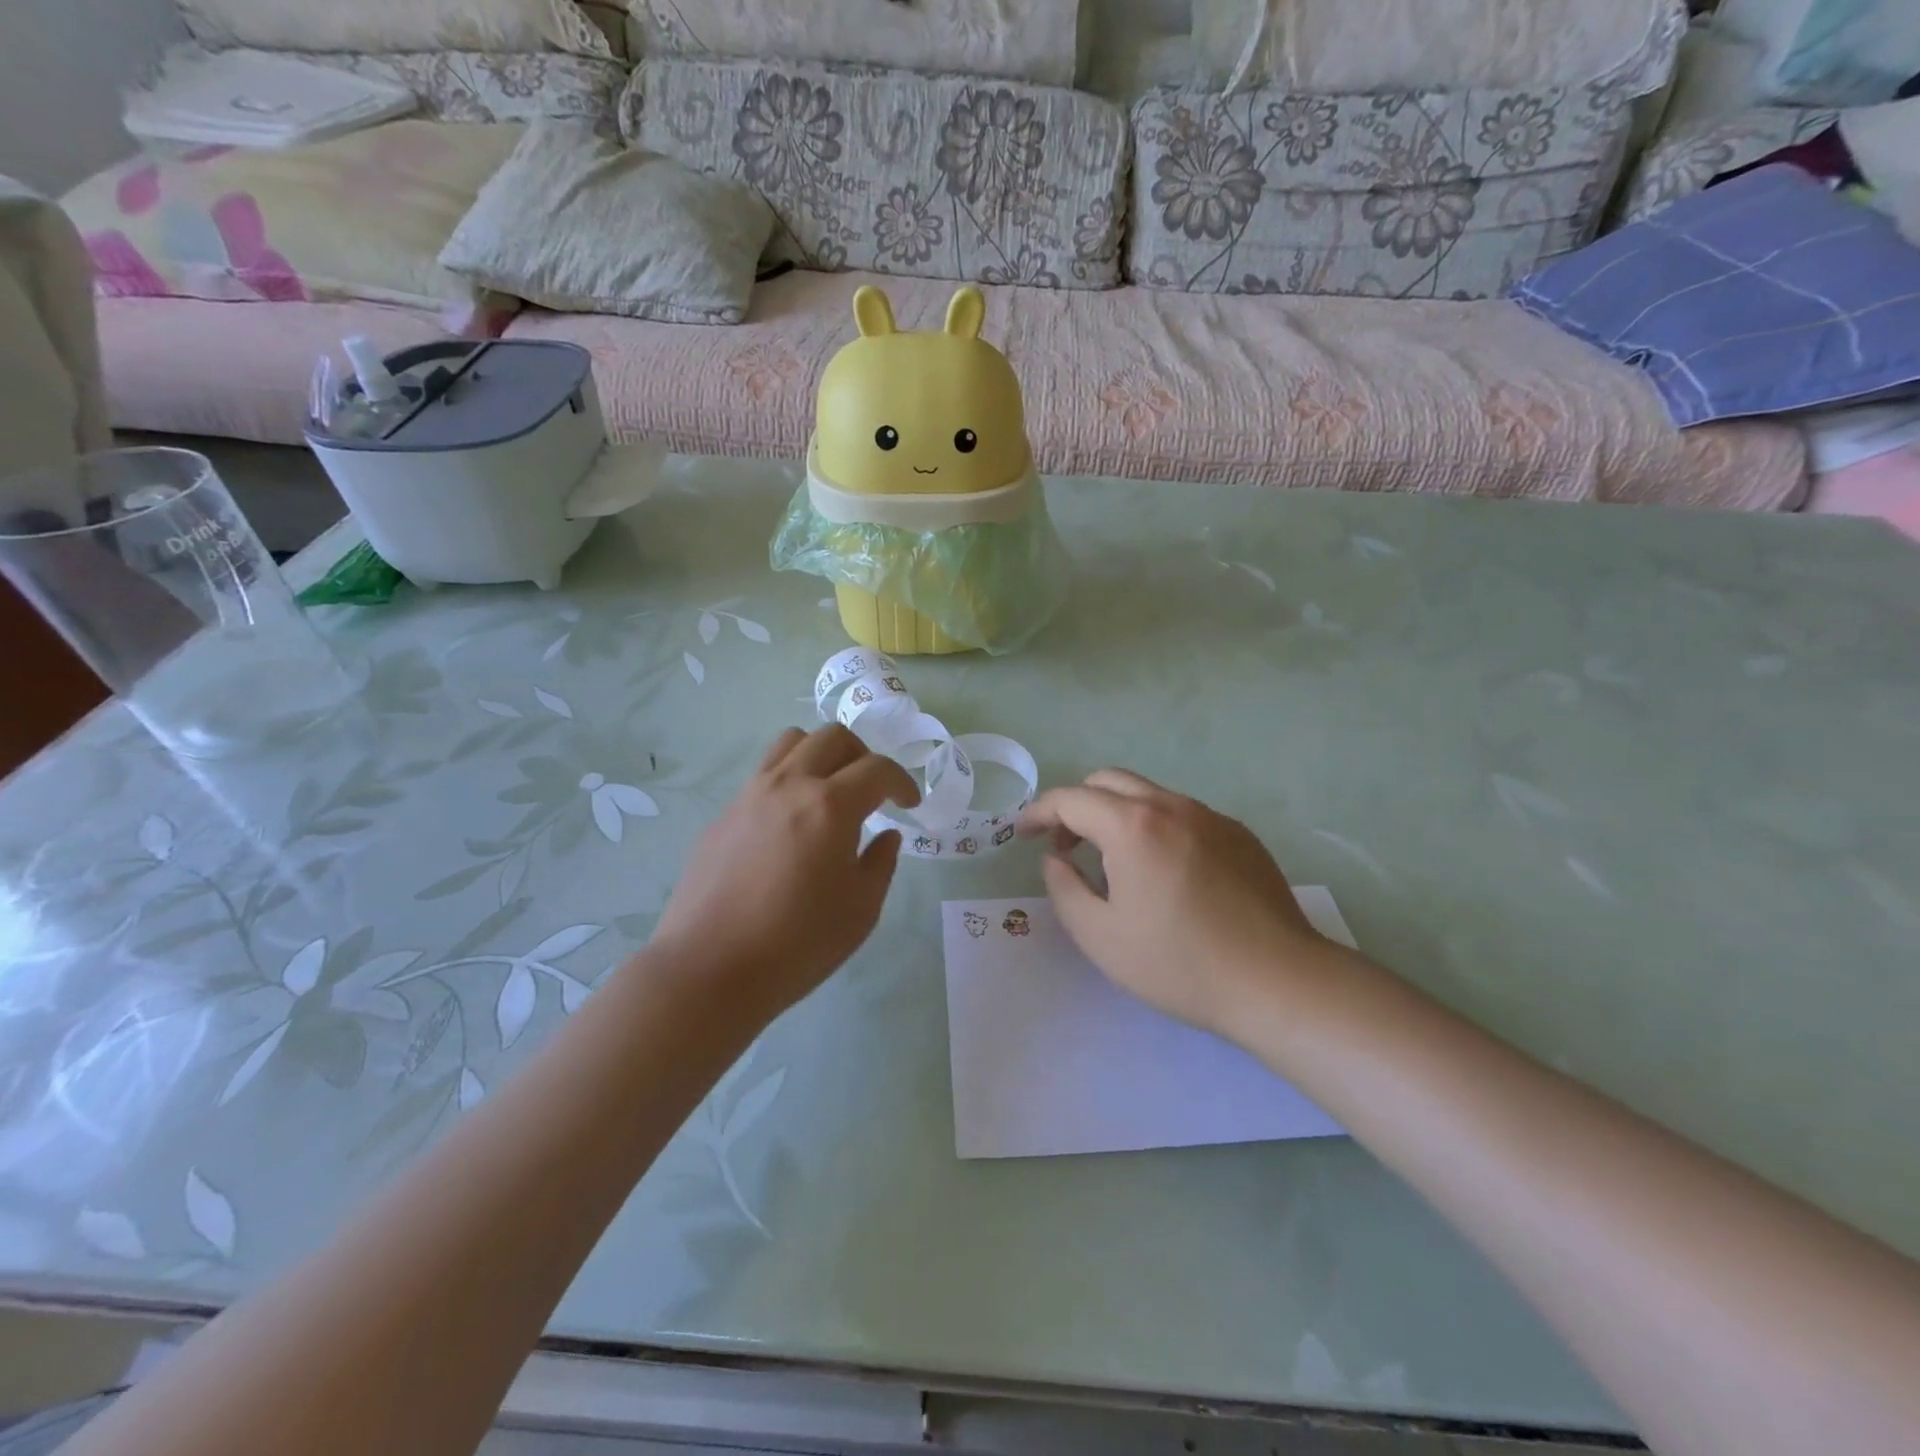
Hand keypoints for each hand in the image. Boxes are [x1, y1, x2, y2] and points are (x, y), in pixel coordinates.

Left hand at [653, 725, 919, 1017]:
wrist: (709, 968)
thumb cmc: (797, 944)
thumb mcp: (861, 910)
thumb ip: (881, 863)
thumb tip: (886, 835)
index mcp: (830, 806)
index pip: (877, 769)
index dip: (902, 782)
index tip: (909, 805)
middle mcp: (789, 785)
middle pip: (833, 737)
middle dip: (863, 756)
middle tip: (872, 791)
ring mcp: (750, 795)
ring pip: (791, 743)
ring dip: (821, 755)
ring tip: (830, 791)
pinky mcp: (723, 814)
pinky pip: (763, 775)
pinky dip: (789, 781)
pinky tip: (790, 825)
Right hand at [1019, 770, 1327, 1040]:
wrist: (1277, 981)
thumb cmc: (1179, 964)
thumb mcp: (1100, 936)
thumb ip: (1064, 888)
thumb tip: (1057, 859)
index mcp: (1133, 826)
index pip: (1071, 799)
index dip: (1039, 812)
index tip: (1023, 834)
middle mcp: (1171, 806)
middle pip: (1108, 781)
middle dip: (1076, 805)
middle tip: (1065, 846)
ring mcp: (1210, 816)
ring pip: (1147, 794)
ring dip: (1116, 814)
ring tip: (1112, 863)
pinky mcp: (1238, 833)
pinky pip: (1181, 814)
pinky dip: (1153, 826)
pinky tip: (1162, 873)